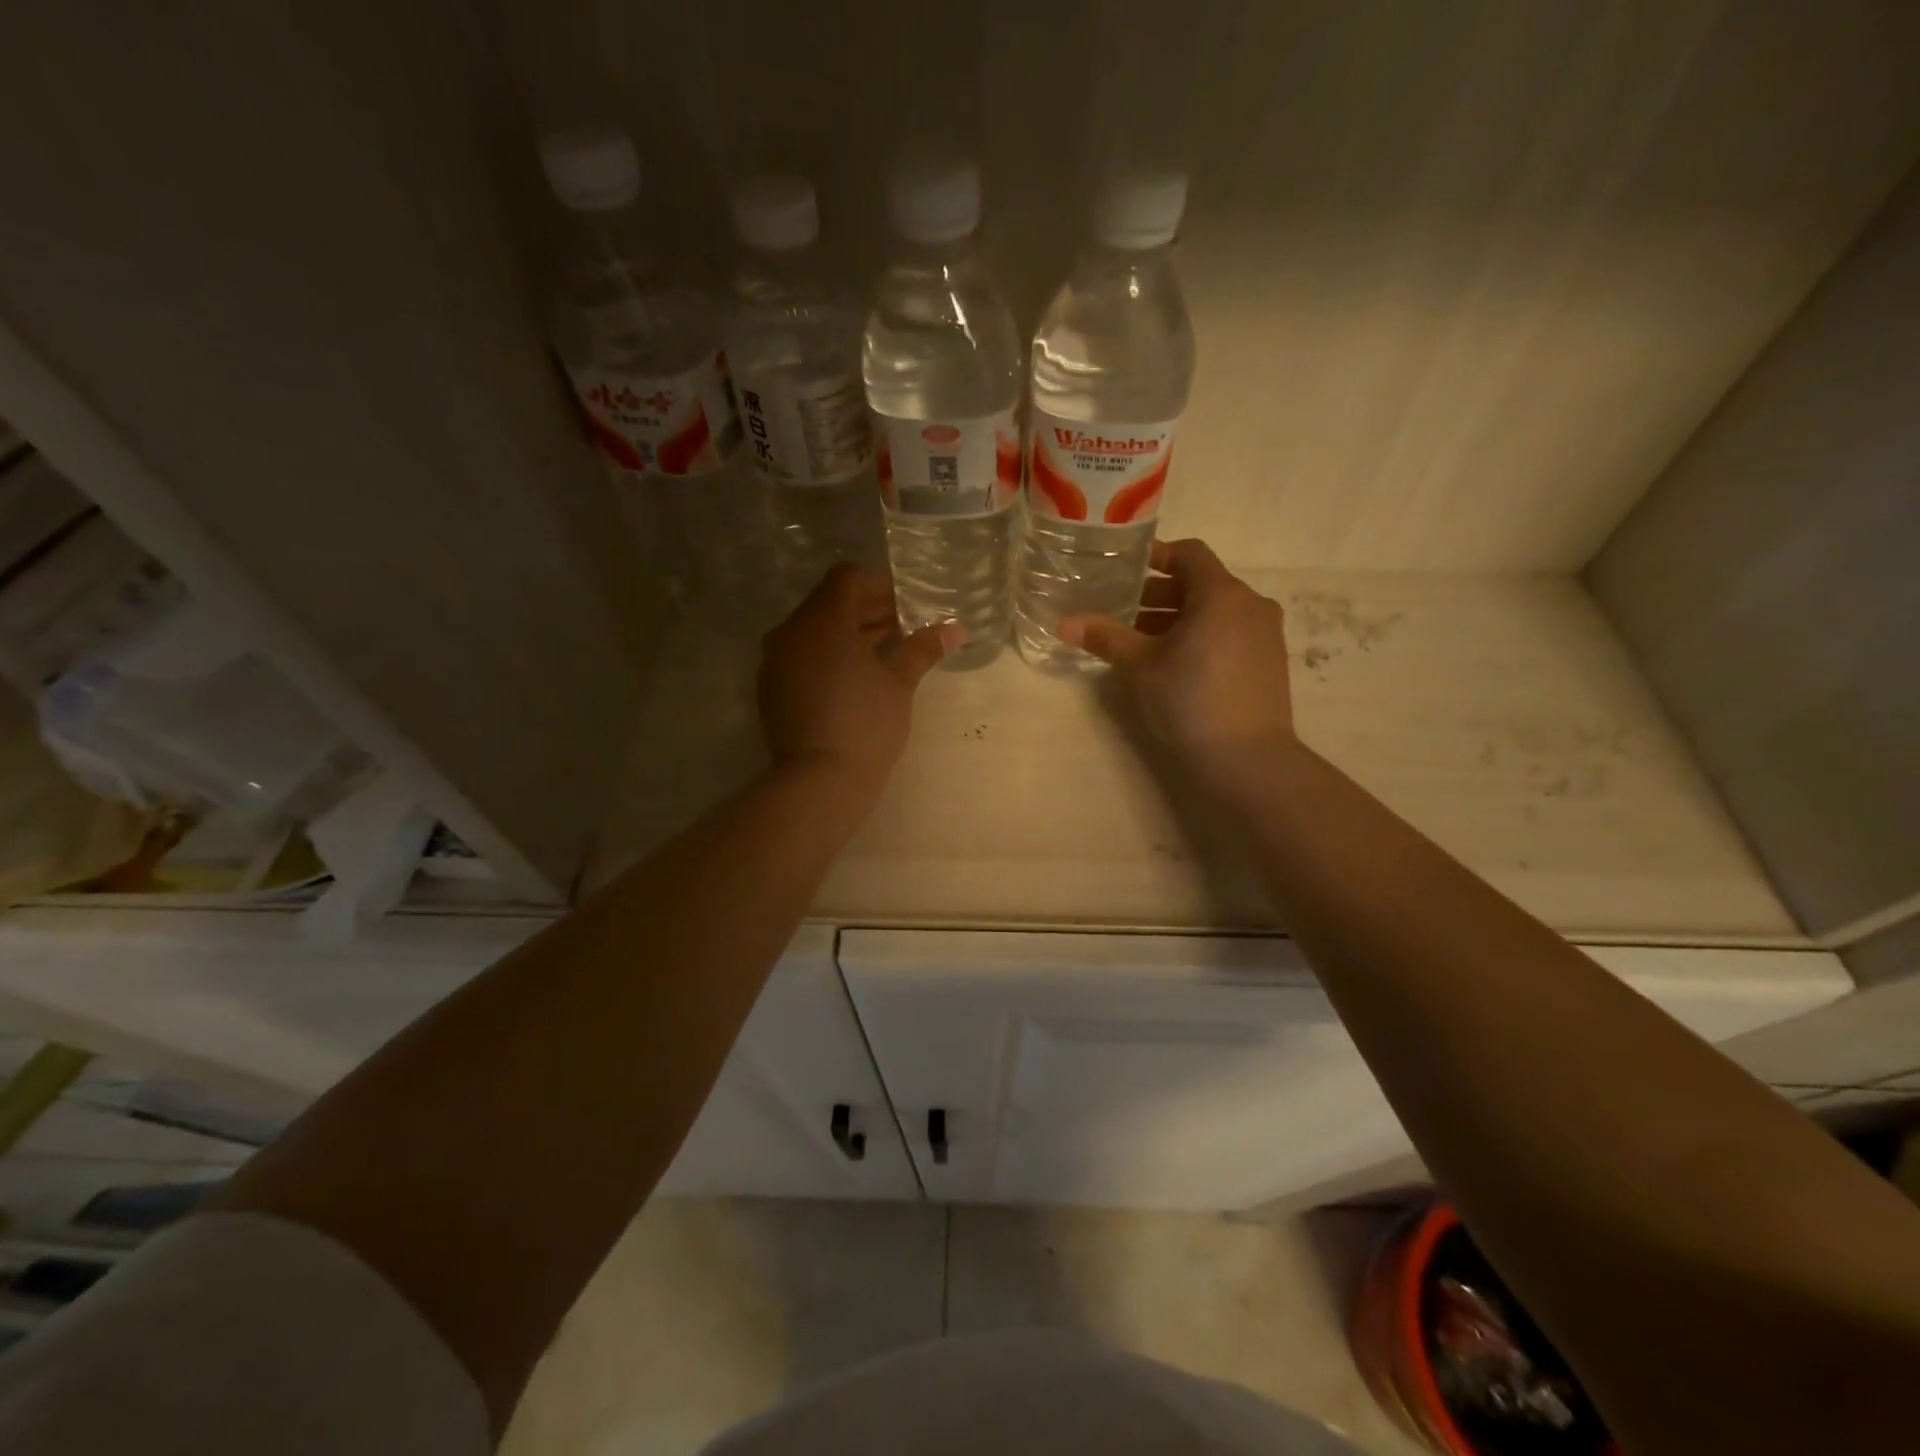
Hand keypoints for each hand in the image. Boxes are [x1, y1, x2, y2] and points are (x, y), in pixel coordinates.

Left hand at [758, 565, 959, 797]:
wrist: (819, 781)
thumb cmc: (866, 723)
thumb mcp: (900, 682)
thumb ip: (923, 648)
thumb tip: (955, 629)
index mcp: (823, 619)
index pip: (847, 578)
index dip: (880, 585)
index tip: (907, 603)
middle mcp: (792, 631)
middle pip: (829, 602)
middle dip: (866, 609)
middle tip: (902, 626)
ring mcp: (776, 660)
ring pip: (814, 630)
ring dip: (847, 633)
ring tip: (884, 652)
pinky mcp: (771, 687)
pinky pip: (801, 655)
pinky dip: (827, 655)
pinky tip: (854, 677)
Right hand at [1060, 538, 1296, 781]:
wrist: (1248, 758)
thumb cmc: (1191, 700)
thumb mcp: (1140, 667)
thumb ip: (1105, 638)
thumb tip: (1065, 623)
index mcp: (1221, 594)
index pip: (1189, 554)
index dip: (1156, 555)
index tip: (1125, 568)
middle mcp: (1250, 604)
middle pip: (1201, 583)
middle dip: (1160, 594)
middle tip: (1124, 611)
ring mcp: (1265, 634)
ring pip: (1216, 611)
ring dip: (1178, 618)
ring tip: (1143, 642)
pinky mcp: (1269, 662)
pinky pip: (1230, 633)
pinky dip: (1201, 635)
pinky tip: (1175, 665)